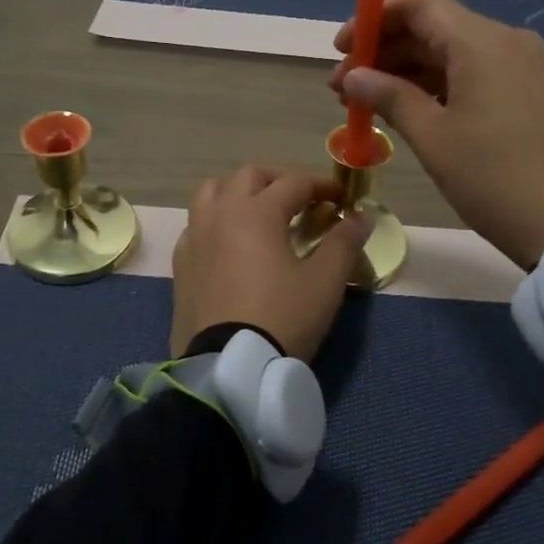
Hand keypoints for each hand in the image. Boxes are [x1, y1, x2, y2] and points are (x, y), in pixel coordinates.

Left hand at [170, 166, 373, 360]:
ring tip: (260, 212)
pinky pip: (196, 225)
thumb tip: (362, 216)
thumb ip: (344, 242)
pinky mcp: (181, 264)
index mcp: (257, 212)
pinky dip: (216, 221)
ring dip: (240, 192)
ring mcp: (195, 237)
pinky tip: (230, 243)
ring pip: (212, 193)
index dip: (322, 186)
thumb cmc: (282, 318)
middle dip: (279, 180)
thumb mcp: (325, 282)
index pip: (294, 182)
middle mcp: (221, 214)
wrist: (229, 366)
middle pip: (249, 176)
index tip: (342, 199)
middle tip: (302, 201)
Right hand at [332, 0, 543, 269]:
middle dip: (385, 53)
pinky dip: (440, 87)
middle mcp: (506, 42)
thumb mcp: (434, 138)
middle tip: (344, 89)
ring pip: (455, 54)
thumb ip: (390, 97)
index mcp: (481, 42)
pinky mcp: (535, 95)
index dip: (373, 20)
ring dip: (409, 73)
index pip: (418, 4)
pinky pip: (477, 75)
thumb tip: (354, 76)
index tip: (341, 50)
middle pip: (434, 28)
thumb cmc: (495, 178)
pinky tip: (414, 114)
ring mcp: (526, 68)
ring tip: (369, 106)